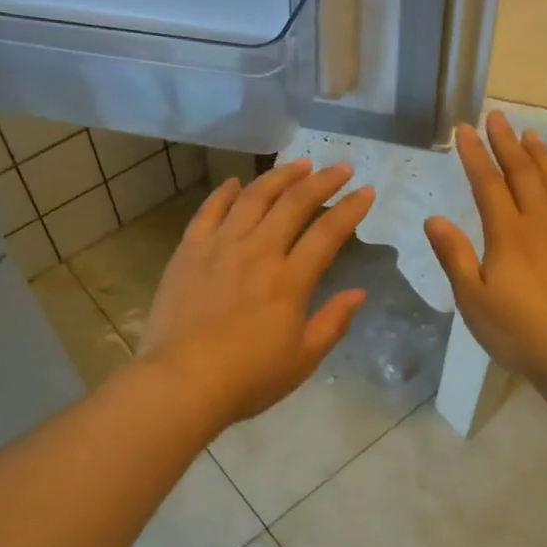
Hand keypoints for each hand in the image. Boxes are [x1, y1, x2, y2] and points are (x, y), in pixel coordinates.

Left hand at [140, 160, 374, 426]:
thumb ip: (333, 323)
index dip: (350, 209)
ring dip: (279, 176)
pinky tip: (235, 181)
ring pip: (253, 197)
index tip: (366, 191)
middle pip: (294, 203)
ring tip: (297, 165)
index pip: (328, 234)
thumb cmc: (247, 378)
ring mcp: (220, 247)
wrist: (181, 382)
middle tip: (339, 168)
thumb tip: (359, 293)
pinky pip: (209, 211)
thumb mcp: (302, 360)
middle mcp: (258, 252)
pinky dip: (224, 192)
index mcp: (290, 280)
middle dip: (322, 181)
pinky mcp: (189, 251)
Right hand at [425, 112, 546, 397]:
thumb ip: (453, 255)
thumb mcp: (472, 299)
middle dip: (508, 143)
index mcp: (508, 233)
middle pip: (523, 173)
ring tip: (531, 135)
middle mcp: (541, 222)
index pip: (488, 183)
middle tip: (498, 116)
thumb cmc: (518, 331)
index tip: (465, 128)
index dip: (475, 154)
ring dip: (540, 156)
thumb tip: (434, 218)